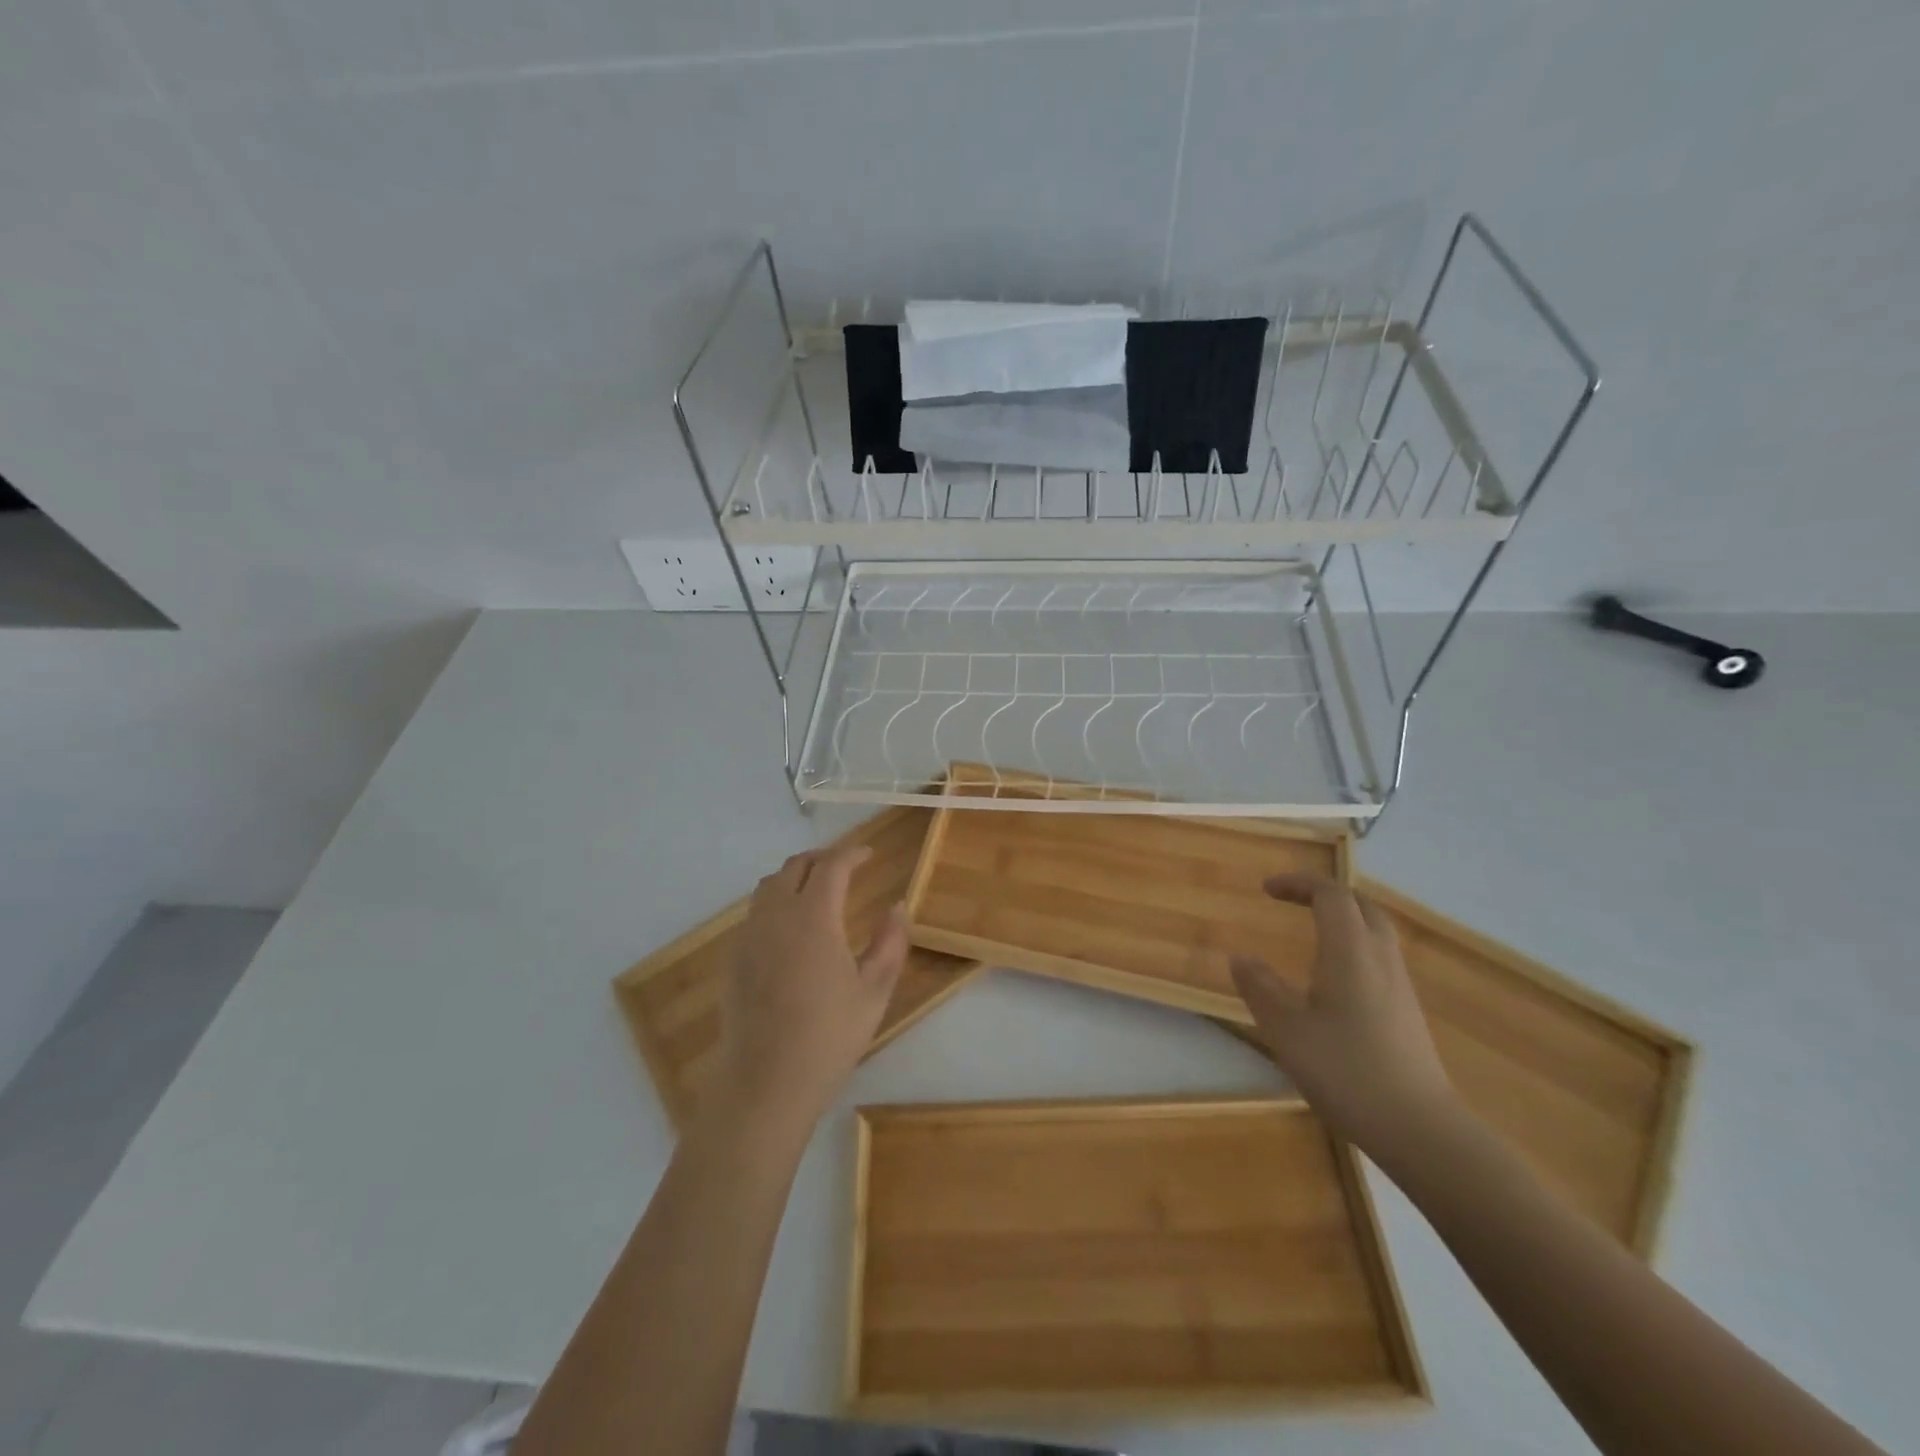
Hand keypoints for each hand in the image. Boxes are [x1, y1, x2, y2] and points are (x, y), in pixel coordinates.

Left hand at [715, 843, 909, 1130]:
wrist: (764, 1083)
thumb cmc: (828, 1037)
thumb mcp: (873, 991)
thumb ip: (890, 942)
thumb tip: (897, 906)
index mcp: (813, 917)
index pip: (832, 866)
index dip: (852, 853)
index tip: (869, 854)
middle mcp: (776, 915)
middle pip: (795, 867)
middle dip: (823, 859)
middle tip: (846, 867)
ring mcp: (749, 935)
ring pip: (769, 886)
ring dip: (795, 877)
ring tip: (817, 890)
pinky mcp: (734, 958)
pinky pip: (755, 912)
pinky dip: (776, 902)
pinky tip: (791, 928)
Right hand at [1230, 873, 1462, 1160]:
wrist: (1420, 1128)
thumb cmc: (1346, 1070)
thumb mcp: (1286, 1029)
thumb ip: (1260, 987)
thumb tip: (1241, 957)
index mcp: (1350, 951)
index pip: (1330, 895)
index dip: (1298, 883)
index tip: (1267, 890)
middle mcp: (1380, 958)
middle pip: (1361, 905)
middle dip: (1325, 894)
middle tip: (1293, 901)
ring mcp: (1400, 986)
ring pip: (1375, 932)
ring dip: (1343, 920)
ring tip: (1311, 933)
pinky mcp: (1407, 1012)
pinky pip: (1380, 958)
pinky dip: (1354, 947)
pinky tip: (1334, 979)